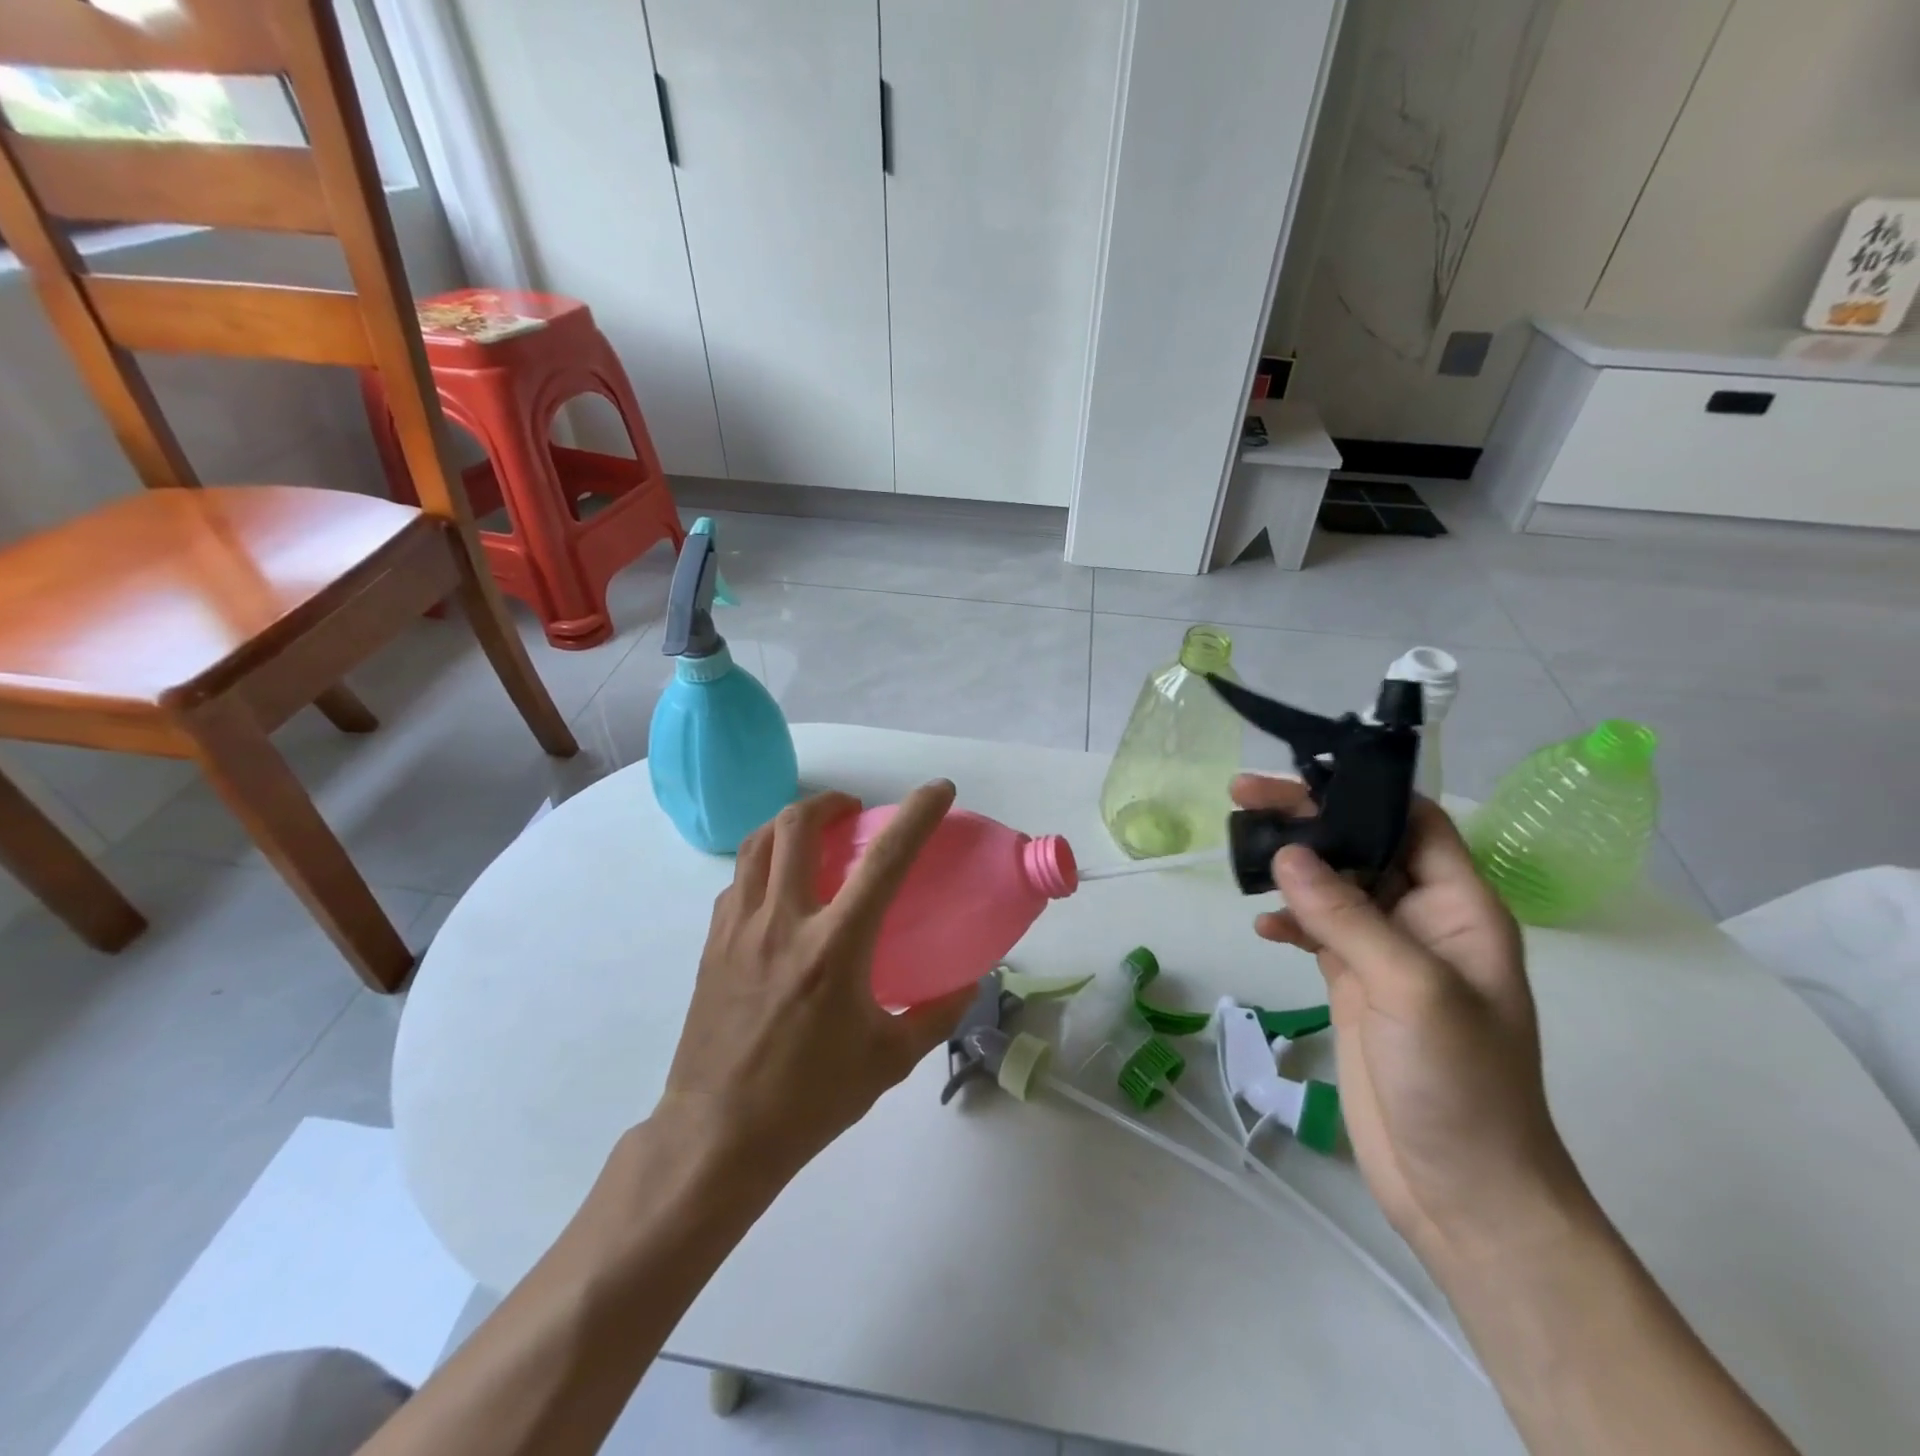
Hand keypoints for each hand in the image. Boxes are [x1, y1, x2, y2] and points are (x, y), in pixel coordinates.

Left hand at [657, 782, 975, 1182]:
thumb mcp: (888, 1061)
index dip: (917, 814)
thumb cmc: (809, 1100)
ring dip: (791, 824)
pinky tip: (779, 888)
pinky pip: (738, 880)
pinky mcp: (712, 943)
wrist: (717, 1136)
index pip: (885, 860)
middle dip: (831, 803)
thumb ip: (936, 1014)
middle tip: (855, 812)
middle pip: (798, 826)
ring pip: (758, 843)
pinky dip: (763, 862)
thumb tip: (971, 983)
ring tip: (815, 835)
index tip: (938, 790)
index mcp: (834, 947)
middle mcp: (782, 922)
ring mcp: (739, 929)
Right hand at [1233, 774, 1586, 1271]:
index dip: (1363, 792)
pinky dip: (1288, 920)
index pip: (1414, 823)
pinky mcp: (1353, 985)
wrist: (1462, 1190)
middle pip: (1362, 846)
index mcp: (1459, 908)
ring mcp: (1385, 954)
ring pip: (1332, 885)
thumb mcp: (1411, 990)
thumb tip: (1286, 854)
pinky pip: (1317, 931)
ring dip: (1291, 866)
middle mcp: (1422, 920)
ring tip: (1240, 847)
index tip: (1298, 775)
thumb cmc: (1461, 1085)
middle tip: (1243, 795)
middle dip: (1309, 819)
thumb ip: (1347, 917)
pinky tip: (1263, 925)